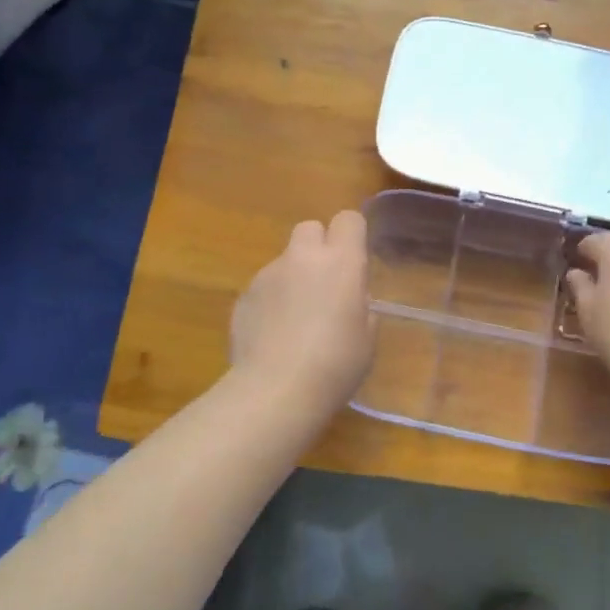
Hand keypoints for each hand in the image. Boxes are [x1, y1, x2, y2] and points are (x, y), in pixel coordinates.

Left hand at [230, 210, 374, 412]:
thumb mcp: (367, 337)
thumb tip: (350, 300)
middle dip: (318, 247)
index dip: (352, 235)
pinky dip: (271, 302)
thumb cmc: (336, 364)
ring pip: (284, 261)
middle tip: (325, 283)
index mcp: (341, 261)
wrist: (275, 390)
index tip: (355, 261)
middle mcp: (302, 257)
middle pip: (310, 228)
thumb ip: (360, 306)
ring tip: (295, 321)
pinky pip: (263, 288)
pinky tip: (273, 336)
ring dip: (293, 278)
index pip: (349, 219)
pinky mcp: (243, 296)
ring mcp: (267, 274)